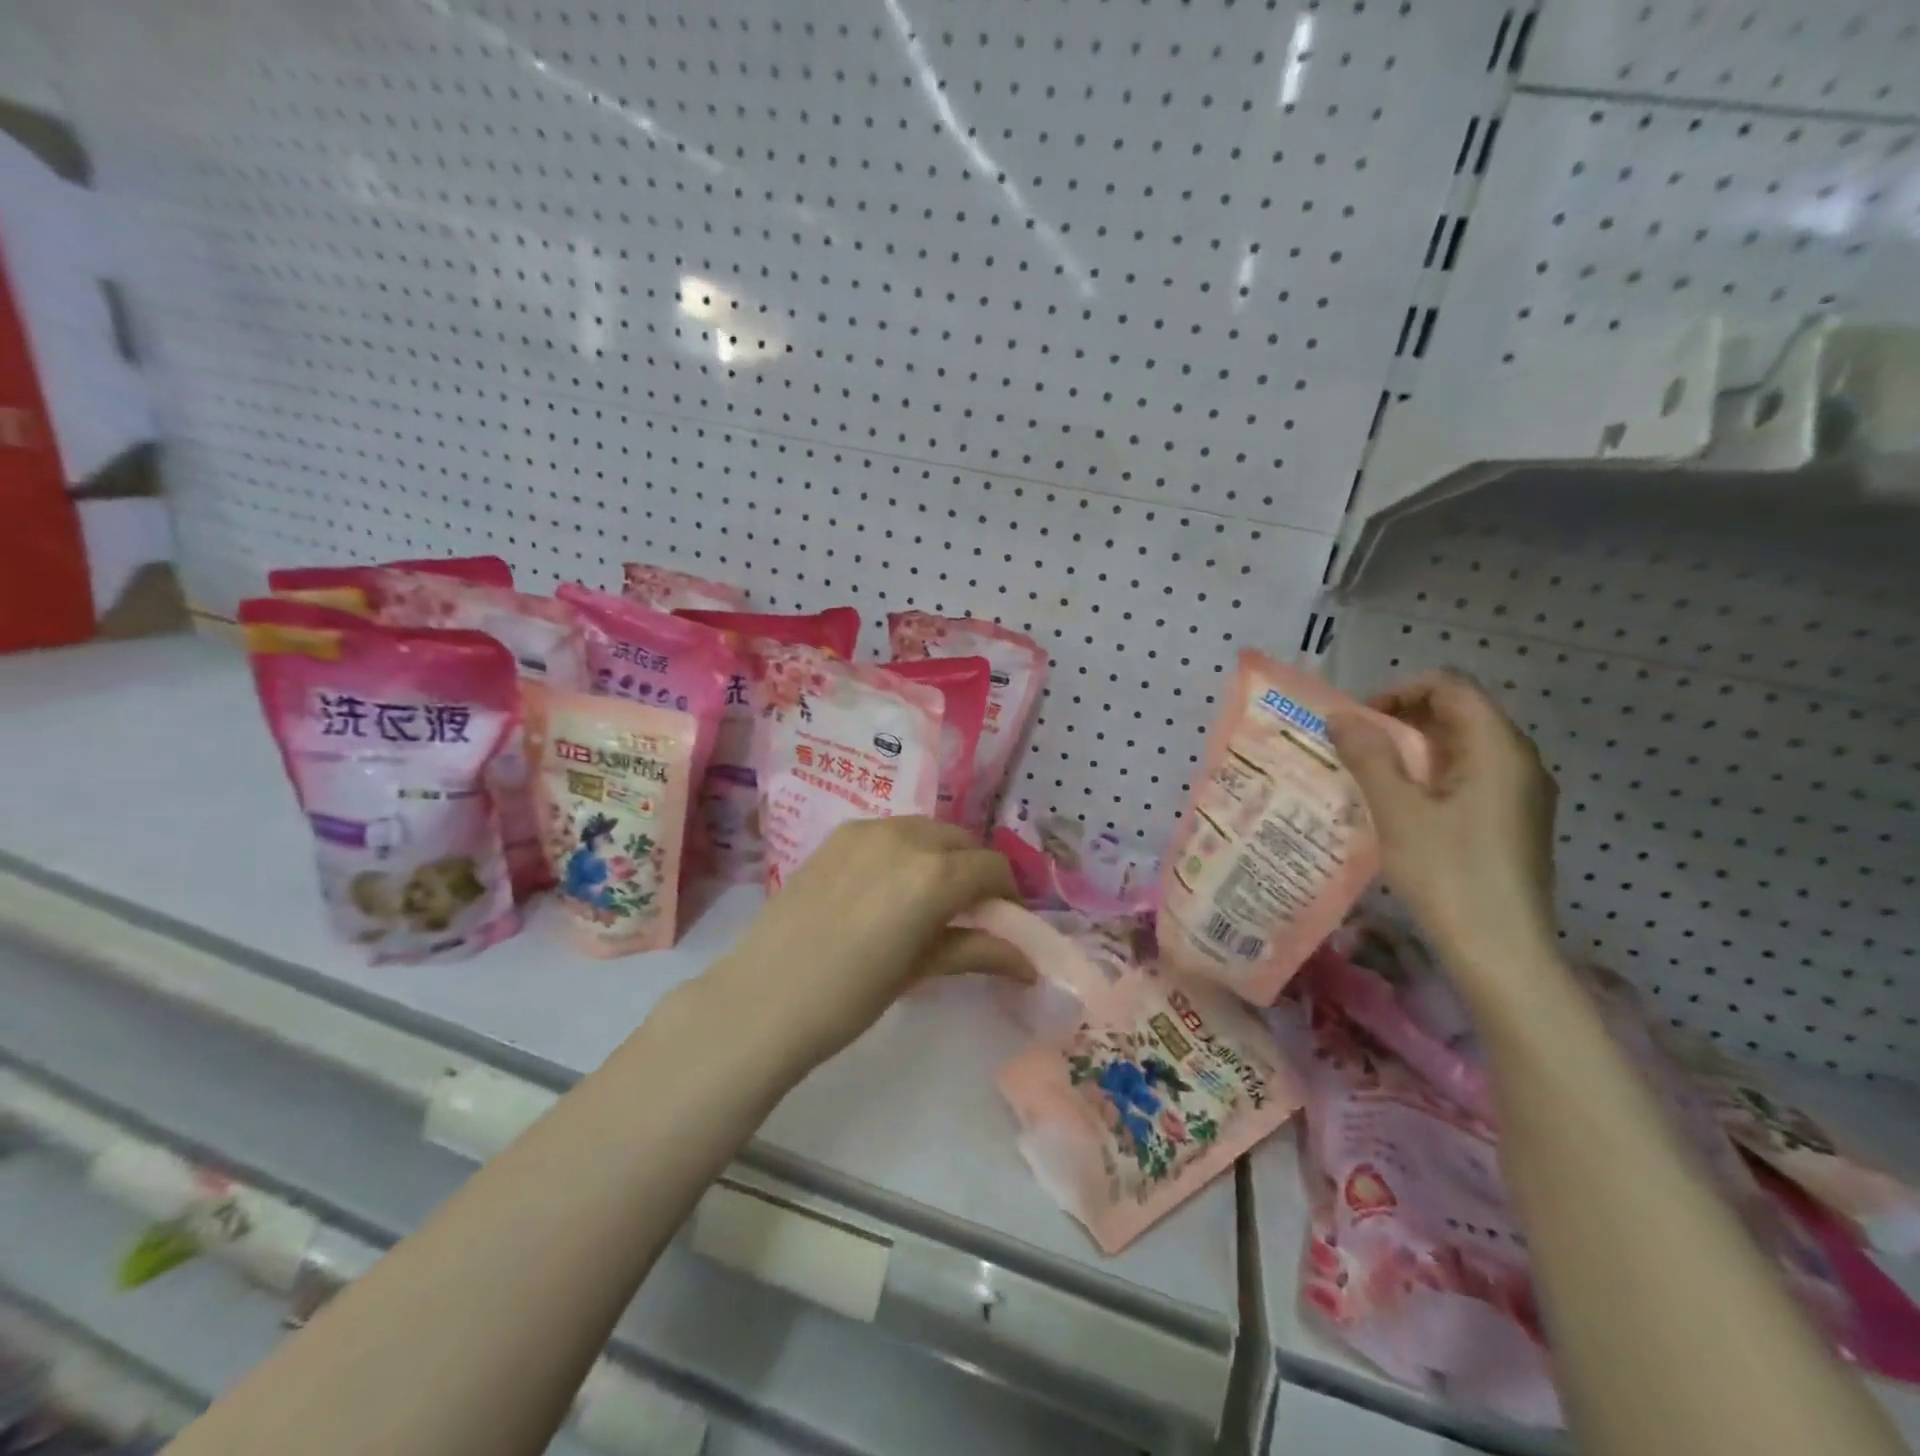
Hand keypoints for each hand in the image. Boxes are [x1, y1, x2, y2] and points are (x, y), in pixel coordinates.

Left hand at [703, 817, 1031, 1072]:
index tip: (1002, 921)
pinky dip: (906, 849)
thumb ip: (976, 951)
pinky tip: (888, 887)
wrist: (763, 998)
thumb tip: (1027, 963)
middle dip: (974, 871)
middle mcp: (906, 837)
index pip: (992, 867)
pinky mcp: (838, 835)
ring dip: (941, 856)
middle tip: (968, 911)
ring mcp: (867, 830)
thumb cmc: (850, 997)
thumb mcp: (920, 971)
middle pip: (961, 841)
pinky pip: (890, 831)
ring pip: (925, 830)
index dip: (1006, 894)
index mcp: (934, 874)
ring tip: (927, 897)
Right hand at [1327, 670, 1559, 994]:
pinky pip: (1468, 777)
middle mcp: (1518, 761)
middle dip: (1400, 719)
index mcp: (1497, 748)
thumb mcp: (1398, 811)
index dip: (1399, 691)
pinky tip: (1397, 804)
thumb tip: (1340, 716)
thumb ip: (1369, 756)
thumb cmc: (1448, 874)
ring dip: (1411, 749)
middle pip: (1457, 713)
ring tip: (1365, 772)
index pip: (1450, 686)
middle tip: (1353, 744)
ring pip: (1460, 747)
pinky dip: (1428, 776)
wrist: (1501, 950)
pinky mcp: (1512, 821)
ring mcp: (1520, 793)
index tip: (1358, 720)